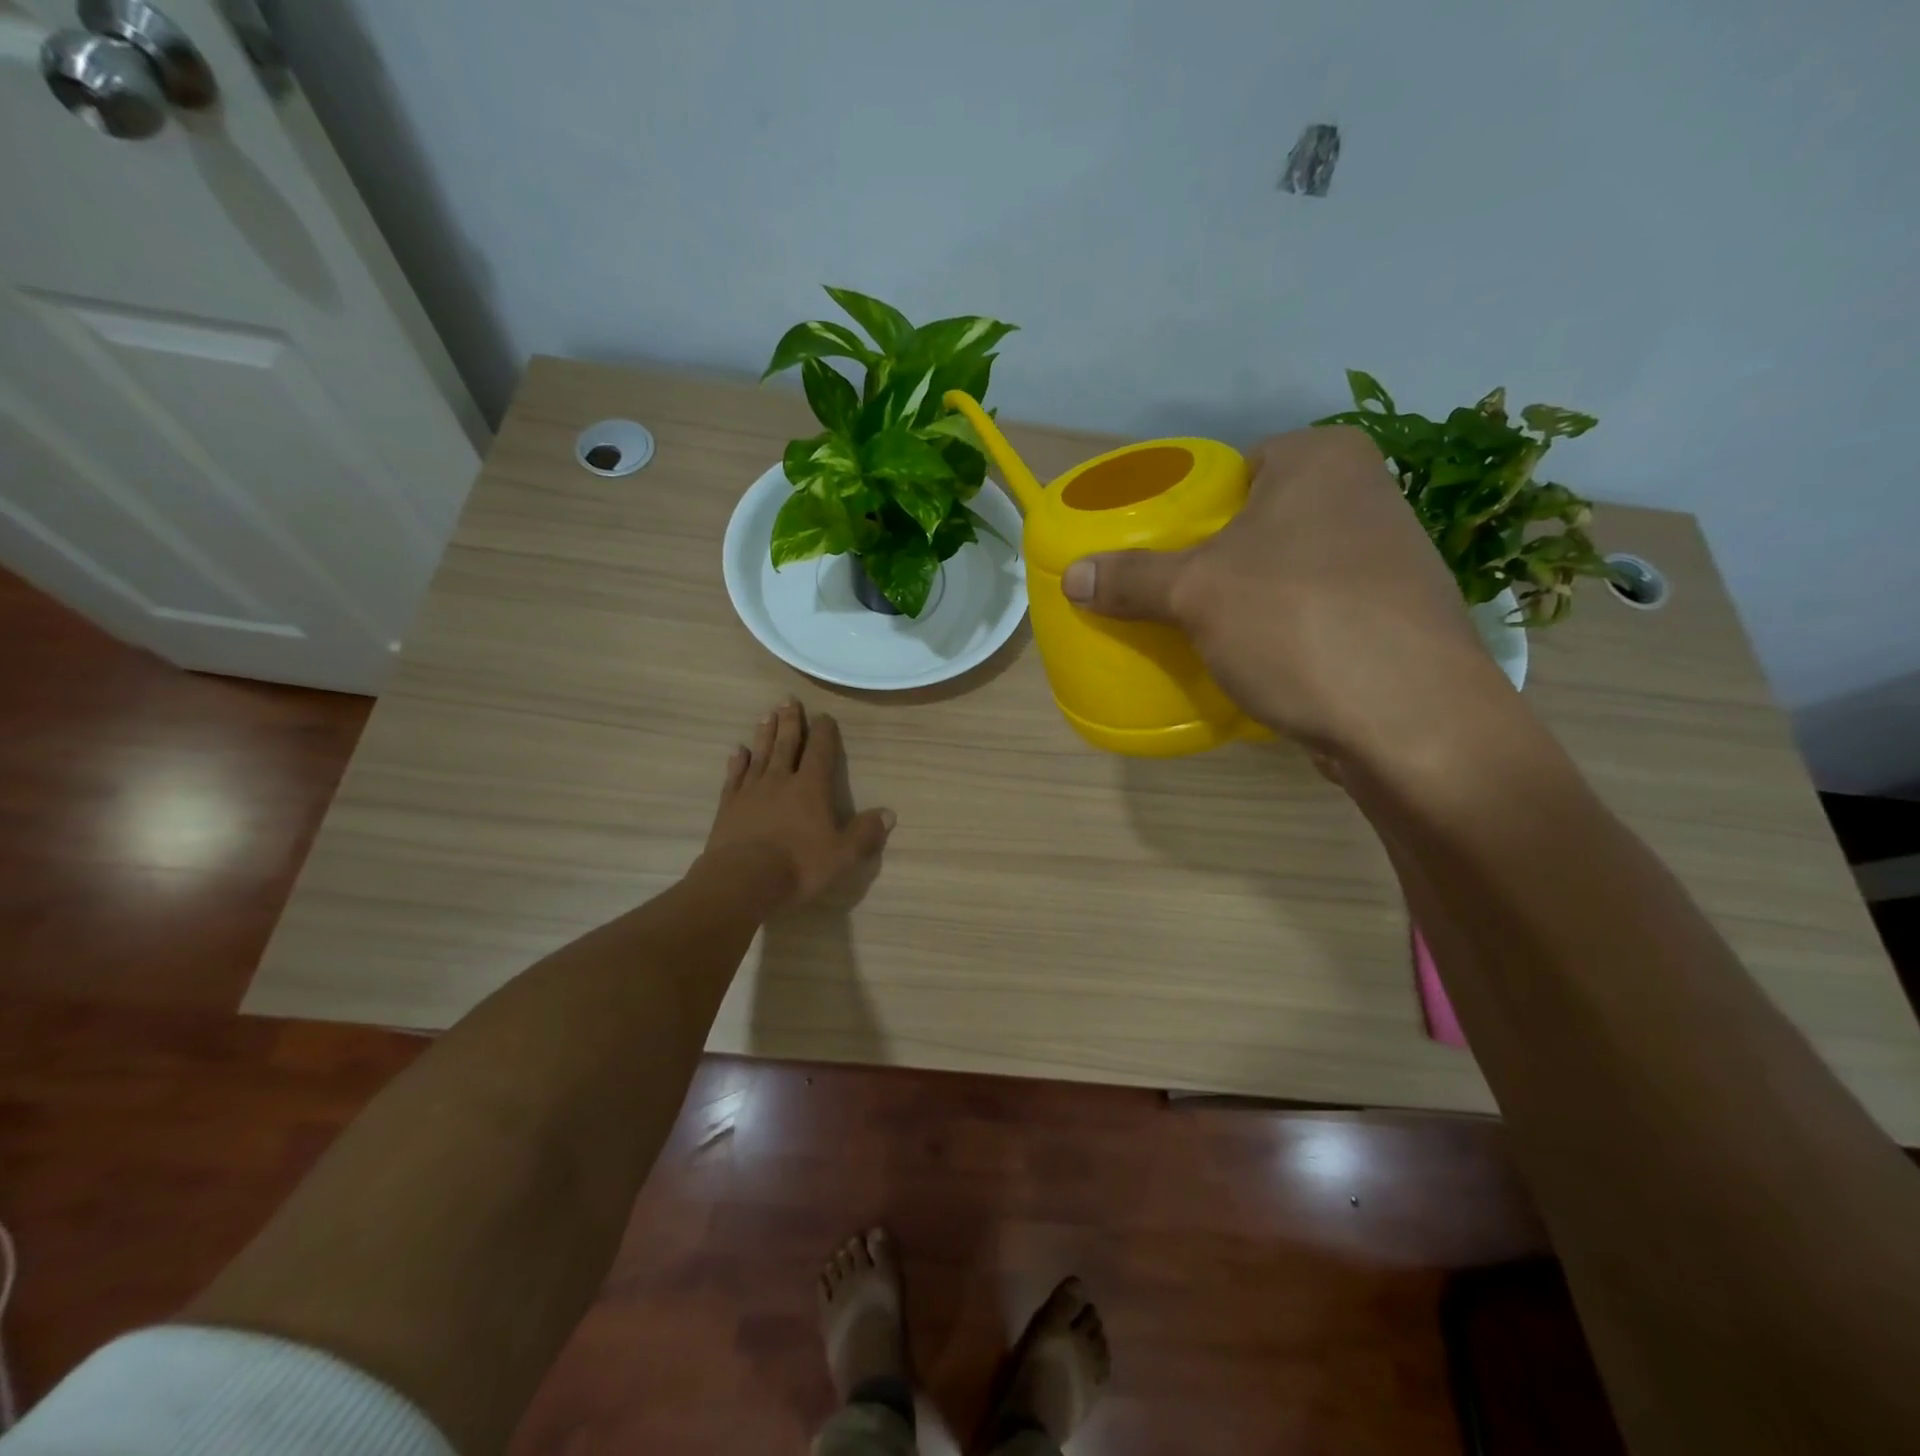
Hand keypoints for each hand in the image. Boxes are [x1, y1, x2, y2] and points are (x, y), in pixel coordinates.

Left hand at [704, 698, 893, 909]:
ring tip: (767, 715)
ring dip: (765, 734)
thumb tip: (888, 814)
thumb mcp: (843, 855)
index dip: (824, 732)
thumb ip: (865, 833)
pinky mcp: (728, 807)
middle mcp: (781, 781)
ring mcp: (751, 792)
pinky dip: (737, 762)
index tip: (824, 716)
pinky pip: (734, 777)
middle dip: (790, 722)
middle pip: (786, 744)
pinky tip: (738, 751)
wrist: (742, 881)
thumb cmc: (799, 866)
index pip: (820, 751)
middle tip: (788, 700)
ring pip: (760, 754)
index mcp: (811, 788)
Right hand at [1060, 425, 1517, 768]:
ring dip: (1251, 598)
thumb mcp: (1195, 595)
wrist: (1411, 719)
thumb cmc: (1296, 624)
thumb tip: (1072, 576)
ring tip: (1208, 633)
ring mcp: (1391, 557)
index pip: (1234, 470)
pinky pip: (1317, 610)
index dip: (1191, 512)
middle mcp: (1367, 493)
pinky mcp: (1396, 616)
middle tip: (1173, 597)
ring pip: (1290, 569)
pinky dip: (1286, 629)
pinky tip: (1262, 661)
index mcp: (1323, 459)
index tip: (1162, 554)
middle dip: (1217, 560)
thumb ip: (1130, 579)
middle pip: (1260, 521)